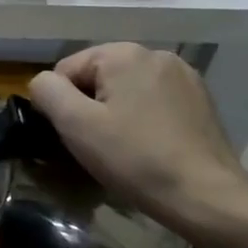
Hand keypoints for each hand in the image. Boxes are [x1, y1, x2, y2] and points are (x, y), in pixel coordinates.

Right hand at [28, 43, 247, 241]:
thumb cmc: (134, 158)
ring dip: (116, 112)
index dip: (61, 104)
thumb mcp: (76, 125)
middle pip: (99, 76)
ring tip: (123, 148)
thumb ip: (48, 92)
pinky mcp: (199, 98)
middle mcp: (155, 53)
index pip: (67, 69)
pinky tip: (149, 145)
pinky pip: (154, 100)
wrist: (204, 194)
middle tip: (96, 145)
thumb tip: (42, 83)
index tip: (72, 136)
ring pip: (127, 89)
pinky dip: (143, 118)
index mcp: (123, 53)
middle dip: (90, 106)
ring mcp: (183, 75)